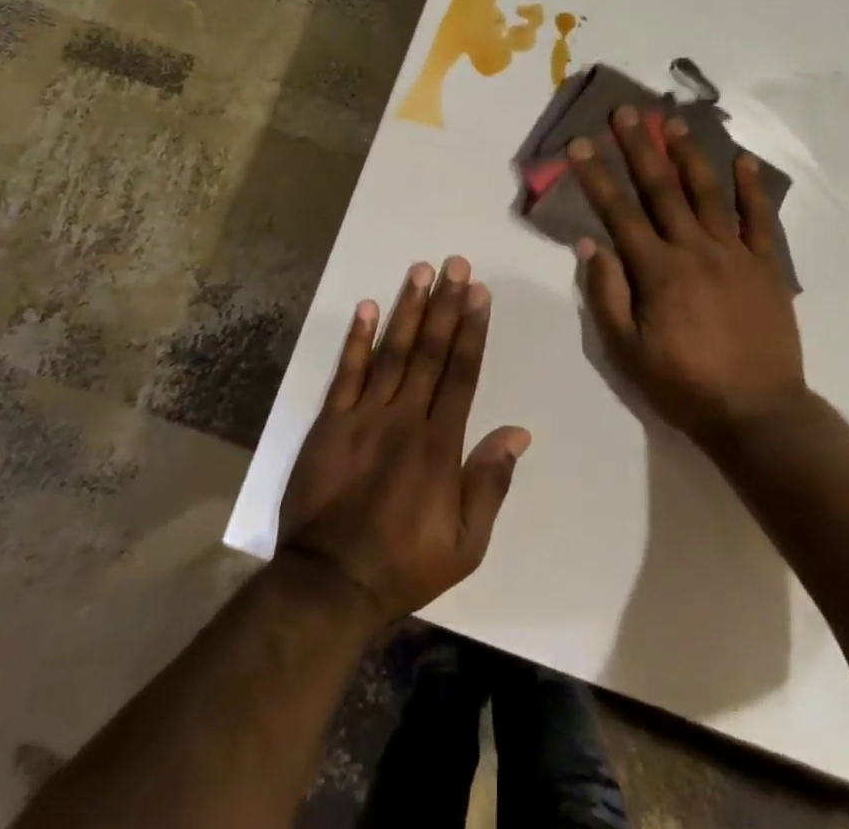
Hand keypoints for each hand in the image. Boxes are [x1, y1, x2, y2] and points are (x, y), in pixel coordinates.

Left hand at [276, 258, 530, 627]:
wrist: (330, 584)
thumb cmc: (406, 563)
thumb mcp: (467, 542)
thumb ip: (491, 482)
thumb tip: (518, 431)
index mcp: (440, 443)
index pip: (461, 373)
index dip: (472, 329)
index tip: (479, 293)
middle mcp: (405, 418)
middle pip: (431, 351)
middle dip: (445, 305)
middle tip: (455, 264)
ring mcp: (364, 416)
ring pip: (392, 352)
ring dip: (407, 309)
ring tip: (420, 271)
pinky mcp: (330, 423)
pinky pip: (345, 373)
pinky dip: (356, 340)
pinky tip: (366, 307)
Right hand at [568, 106, 808, 450]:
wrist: (758, 415)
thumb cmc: (684, 386)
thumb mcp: (627, 352)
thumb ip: (606, 295)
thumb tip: (590, 243)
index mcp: (658, 271)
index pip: (619, 212)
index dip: (596, 176)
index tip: (579, 144)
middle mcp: (695, 250)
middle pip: (662, 189)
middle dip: (639, 147)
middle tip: (625, 111)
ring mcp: (735, 254)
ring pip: (708, 193)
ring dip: (688, 154)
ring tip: (672, 122)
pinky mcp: (767, 267)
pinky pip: (760, 220)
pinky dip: (752, 189)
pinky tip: (744, 161)